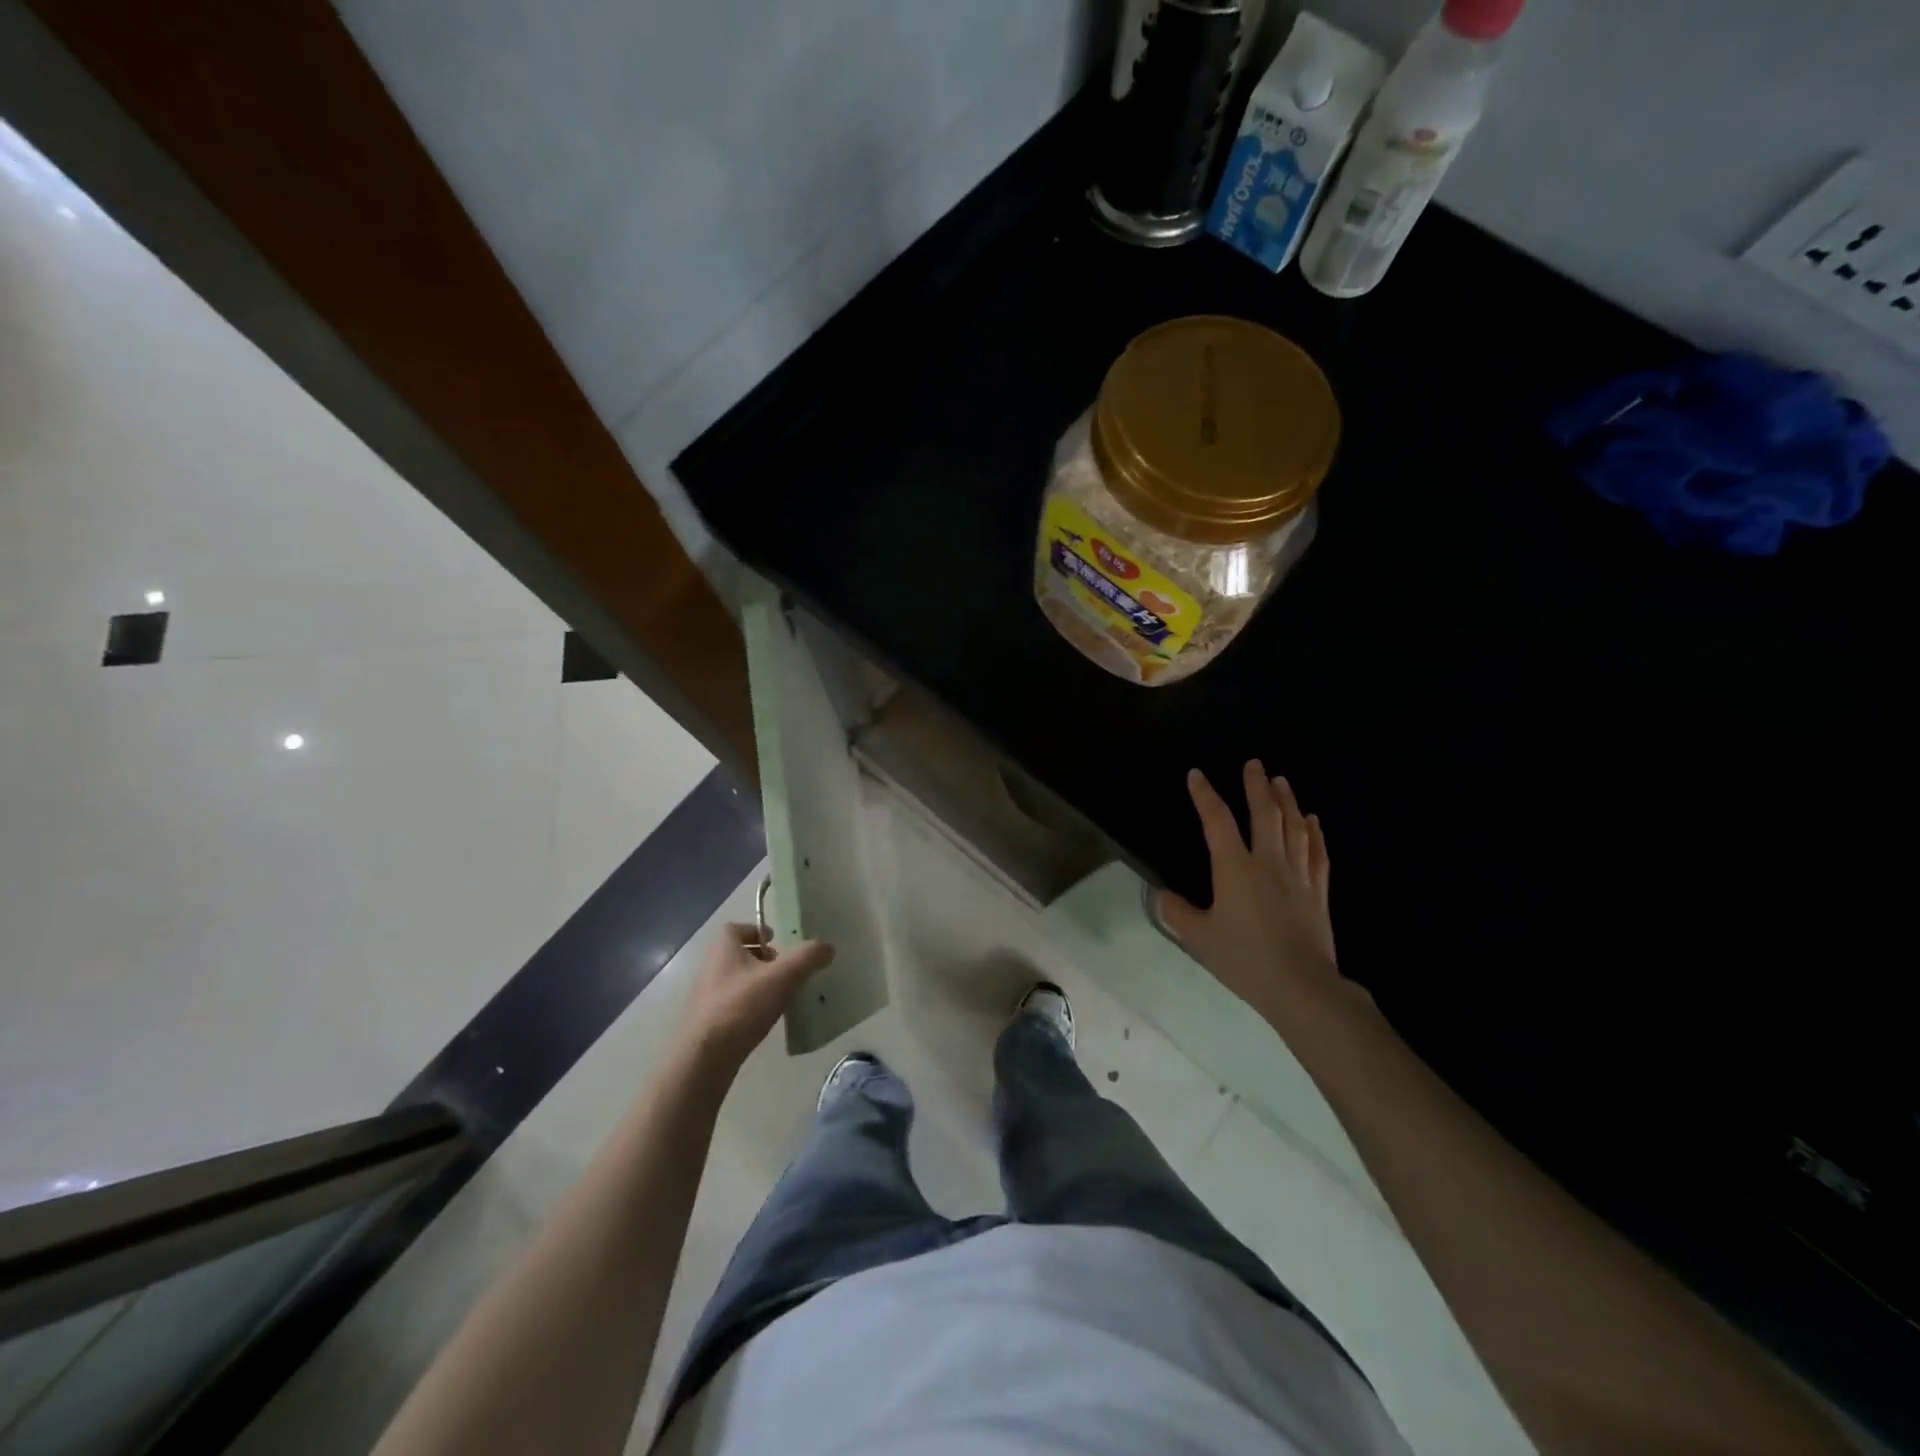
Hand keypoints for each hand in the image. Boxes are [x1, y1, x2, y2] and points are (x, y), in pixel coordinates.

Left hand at [677, 924, 834, 1070]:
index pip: (736, 928)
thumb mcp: (782, 977)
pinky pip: (732, 1003)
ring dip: (757, 983)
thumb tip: (828, 947)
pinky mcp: (708, 1022)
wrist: (705, 1058)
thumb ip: (807, 958)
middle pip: (738, 954)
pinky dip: (749, 1005)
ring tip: (780, 996)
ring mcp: (706, 996)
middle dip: (762, 958)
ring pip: (736, 980)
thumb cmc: (742, 1006)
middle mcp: (711, 968)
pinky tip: (764, 1019)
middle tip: (785, 970)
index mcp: (723, 949)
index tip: (778, 941)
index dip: (757, 931)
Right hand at [1158, 762, 1349, 1029]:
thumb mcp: (1200, 938)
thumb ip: (1178, 913)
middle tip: (1254, 764)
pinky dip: (1314, 834)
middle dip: (1257, 786)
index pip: (1217, 822)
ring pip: (1294, 828)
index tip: (1196, 775)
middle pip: (1264, 815)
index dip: (1205, 796)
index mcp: (1235, 869)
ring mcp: (1297, 876)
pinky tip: (1312, 821)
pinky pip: (1317, 854)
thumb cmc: (1245, 960)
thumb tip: (1161, 895)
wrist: (1301, 987)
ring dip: (1287, 801)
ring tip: (1281, 781)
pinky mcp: (1318, 893)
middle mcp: (1268, 863)